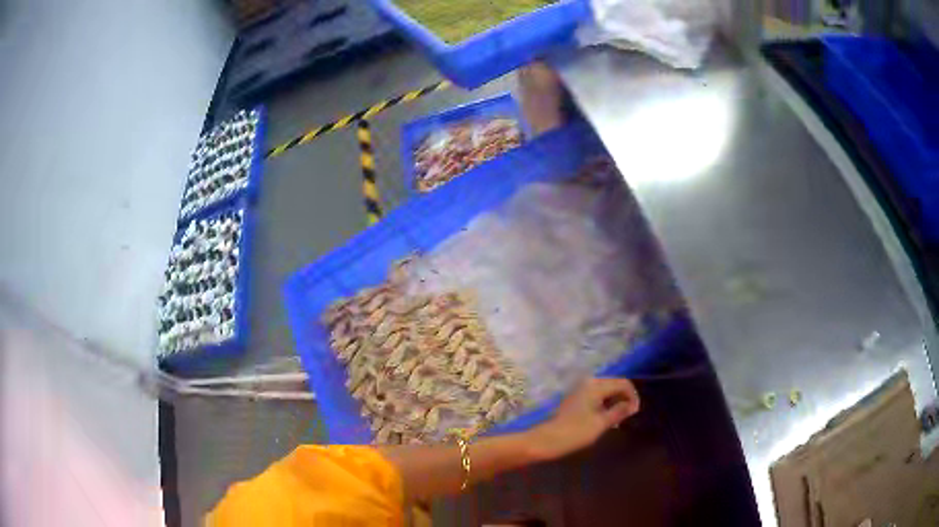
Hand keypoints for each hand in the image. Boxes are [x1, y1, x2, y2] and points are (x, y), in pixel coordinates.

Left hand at [525, 378, 640, 461]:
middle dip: (624, 398)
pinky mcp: (576, 398)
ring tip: (618, 419)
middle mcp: (589, 382)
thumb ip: (619, 411)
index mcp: (596, 385)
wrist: (547, 439)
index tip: (635, 412)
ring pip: (606, 391)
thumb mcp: (602, 423)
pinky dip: (604, 404)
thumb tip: (632, 405)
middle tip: (628, 416)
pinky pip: (596, 396)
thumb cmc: (576, 432)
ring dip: (614, 402)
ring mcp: (581, 389)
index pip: (623, 383)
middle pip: (614, 384)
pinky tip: (606, 418)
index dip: (633, 396)